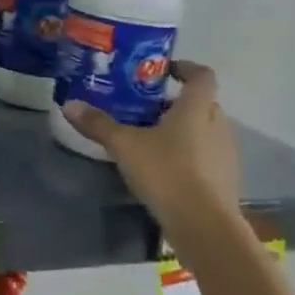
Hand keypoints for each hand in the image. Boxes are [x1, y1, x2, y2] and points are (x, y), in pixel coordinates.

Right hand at [60, 61, 243, 269]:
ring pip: (205, 130)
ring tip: (150, 138)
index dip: (184, 68)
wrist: (205, 227)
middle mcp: (218, 125)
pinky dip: (189, 154)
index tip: (163, 70)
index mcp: (197, 108)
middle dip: (175, 102)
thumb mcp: (124, 145)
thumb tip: (68, 105)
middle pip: (202, 103)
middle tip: (144, 107)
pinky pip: (207, 156)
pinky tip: (163, 168)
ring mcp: (226, 154)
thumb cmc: (167, 172)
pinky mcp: (225, 180)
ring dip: (183, 129)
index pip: (202, 75)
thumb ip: (98, 124)